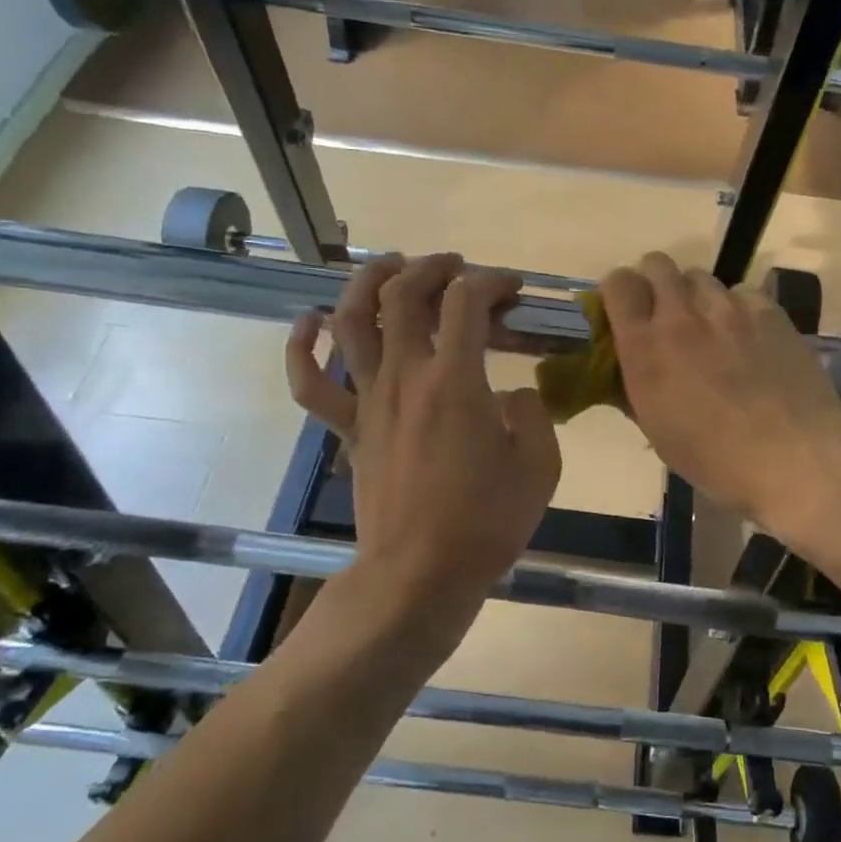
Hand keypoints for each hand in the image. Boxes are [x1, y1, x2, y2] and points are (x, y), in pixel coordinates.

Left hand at [287, 254, 561, 650]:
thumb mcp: (539, 465)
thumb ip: (533, 414)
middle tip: (455, 266)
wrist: (420, 574)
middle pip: (403, 295)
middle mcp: (405, 377)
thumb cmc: (486, 522)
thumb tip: (513, 395)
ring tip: (390, 266)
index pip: (467, 302)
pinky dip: (301, 348)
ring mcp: (369, 401)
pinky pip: (310, 384)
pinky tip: (307, 323)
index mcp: (456, 381)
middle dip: (431, 267)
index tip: (513, 288)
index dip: (492, 281)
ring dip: (367, 283)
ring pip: (350, 322)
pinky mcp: (349, 429)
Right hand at [600, 252, 840, 530]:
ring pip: (700, 277)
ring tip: (713, 330)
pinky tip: (750, 338)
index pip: (618, 283)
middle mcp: (681, 317)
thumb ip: (635, 388)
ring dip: (697, 297)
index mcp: (645, 348)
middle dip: (656, 283)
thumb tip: (627, 368)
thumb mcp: (657, 431)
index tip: (628, 310)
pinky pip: (742, 292)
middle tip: (668, 314)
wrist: (793, 459)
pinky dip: (738, 308)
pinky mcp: (768, 311)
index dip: (620, 291)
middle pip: (657, 264)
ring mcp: (728, 309)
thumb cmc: (716, 459)